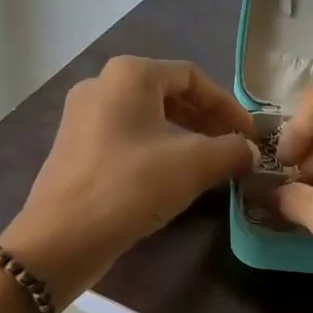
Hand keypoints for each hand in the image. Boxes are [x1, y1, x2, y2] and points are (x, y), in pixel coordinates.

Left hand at [0, 56, 255, 304]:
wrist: (63, 237)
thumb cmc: (132, 186)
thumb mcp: (194, 165)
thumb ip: (231, 151)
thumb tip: (249, 151)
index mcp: (129, 75)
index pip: (191, 76)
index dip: (226, 105)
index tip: (248, 134)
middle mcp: (100, 85)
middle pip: (167, 94)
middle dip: (204, 120)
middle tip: (231, 148)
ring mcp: (82, 118)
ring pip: (146, 119)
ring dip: (182, 138)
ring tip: (207, 165)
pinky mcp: (74, 150)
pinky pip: (126, 140)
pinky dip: (155, 151)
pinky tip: (171, 179)